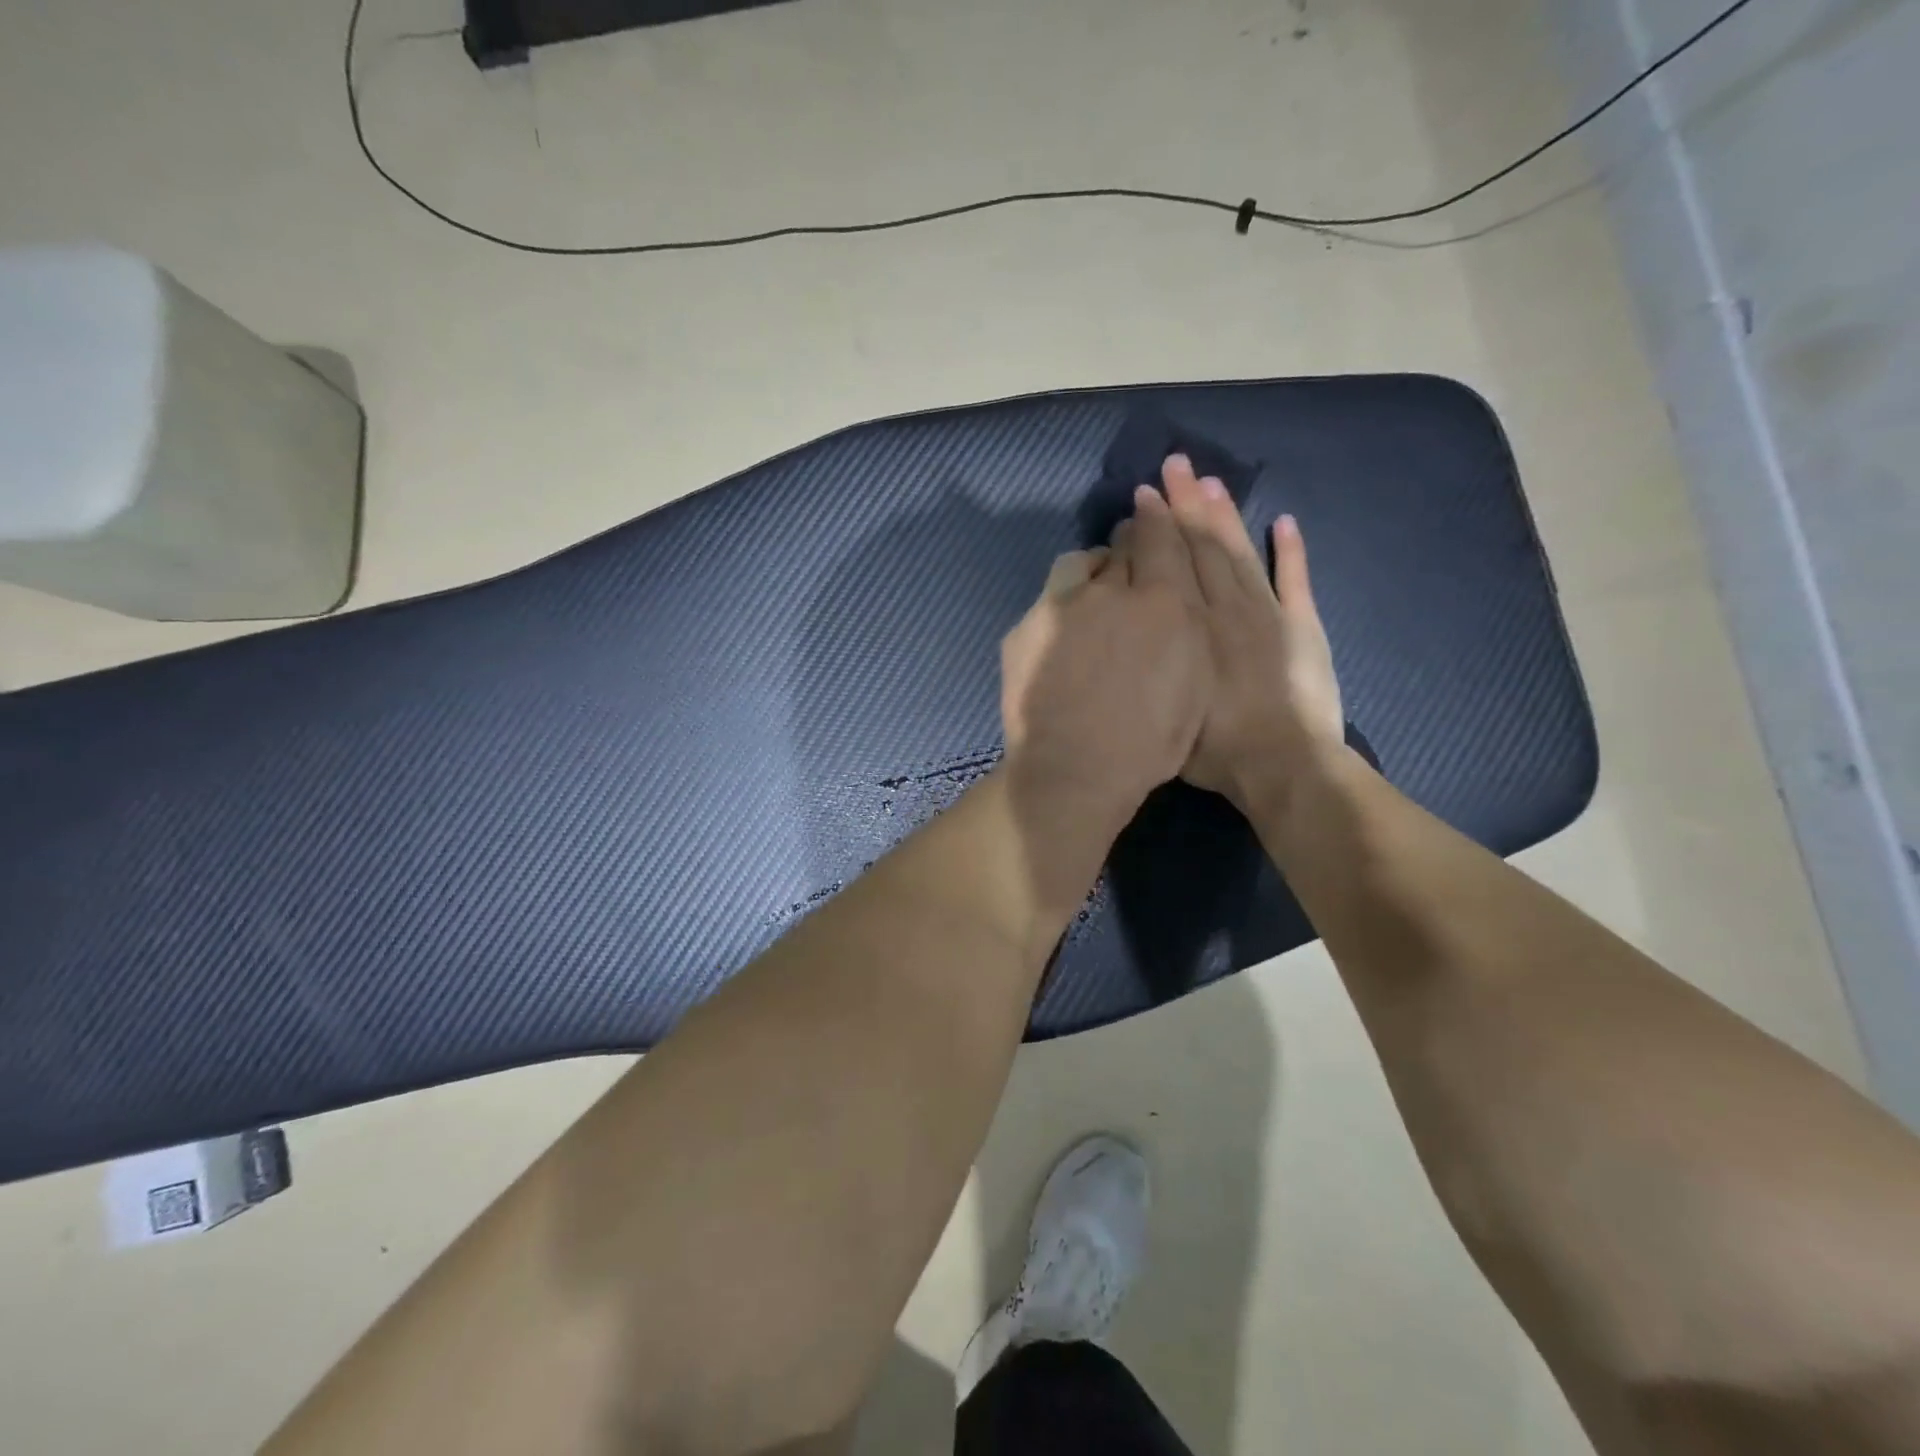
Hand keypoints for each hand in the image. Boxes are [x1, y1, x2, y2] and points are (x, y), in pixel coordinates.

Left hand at [1000, 489, 1211, 826]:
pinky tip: (1064, 635)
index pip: (1162, 537)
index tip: (1153, 502)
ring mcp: (1061, 607)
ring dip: (1091, 570)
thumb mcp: (1193, 685)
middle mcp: (1110, 591)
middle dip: (1129, 543)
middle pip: (1121, 546)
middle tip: (1130, 556)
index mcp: (1162, 602)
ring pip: (1079, 565)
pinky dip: (1062, 607)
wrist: (1075, 770)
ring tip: (1094, 592)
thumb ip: (1187, 628)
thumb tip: (1173, 598)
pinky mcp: (1025, 628)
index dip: (1159, 515)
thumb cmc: (1149, 741)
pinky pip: (1048, 601)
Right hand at [1153, 454, 1346, 812]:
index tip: (1145, 497)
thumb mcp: (1166, 708)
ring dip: (1227, 516)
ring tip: (1211, 481)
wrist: (1284, 765)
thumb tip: (1132, 633)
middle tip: (1174, 466)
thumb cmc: (1215, 748)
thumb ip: (1152, 666)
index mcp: (1193, 628)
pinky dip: (1289, 550)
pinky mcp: (1302, 627)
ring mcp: (1268, 614)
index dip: (1158, 528)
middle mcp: (1227, 609)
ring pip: (1241, 554)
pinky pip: (1295, 580)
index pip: (1173, 565)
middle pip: (1204, 547)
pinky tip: (1283, 520)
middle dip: (1187, 505)